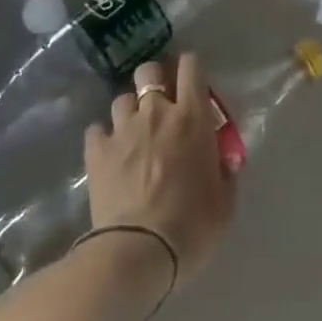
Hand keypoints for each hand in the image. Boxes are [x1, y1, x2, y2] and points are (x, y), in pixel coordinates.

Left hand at [84, 56, 236, 285]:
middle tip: (160, 103)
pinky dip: (102, 137)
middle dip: (154, 79)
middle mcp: (156, 111)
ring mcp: (123, 129)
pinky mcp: (96, 151)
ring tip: (133, 132)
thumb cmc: (190, 227)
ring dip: (129, 111)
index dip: (190, 68)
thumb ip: (226, 173)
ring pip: (122, 98)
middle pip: (149, 70)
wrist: (138, 254)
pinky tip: (108, 153)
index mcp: (191, 117)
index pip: (190, 66)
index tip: (193, 84)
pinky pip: (96, 129)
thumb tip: (224, 161)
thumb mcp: (224, 204)